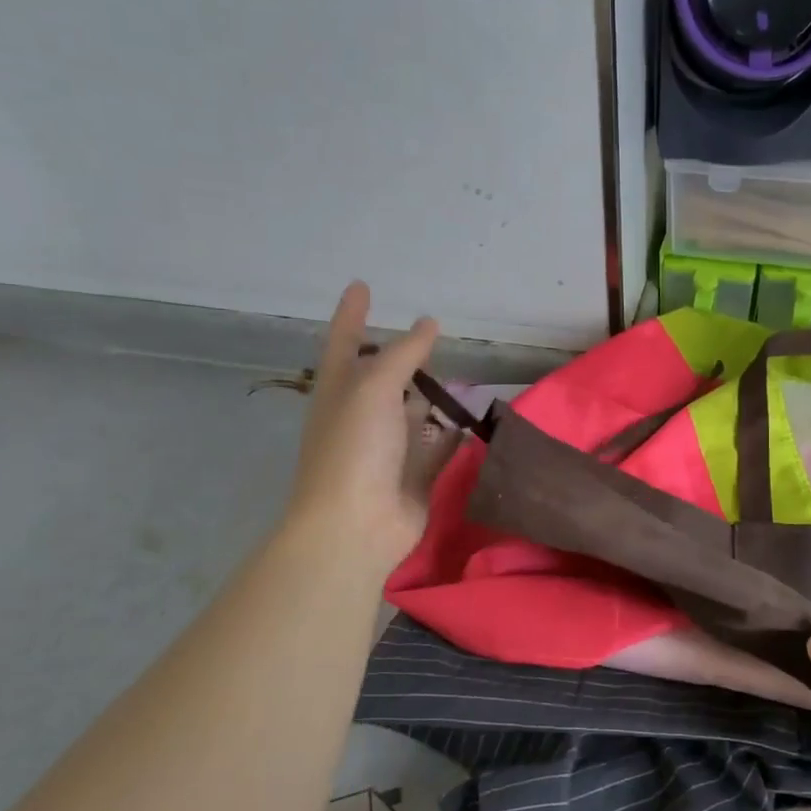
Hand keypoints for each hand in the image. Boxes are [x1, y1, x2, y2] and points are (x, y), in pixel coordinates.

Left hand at [282, 282, 439, 576]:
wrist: (356, 525)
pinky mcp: (414, 475)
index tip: (362, 286)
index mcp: (338, 391)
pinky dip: (452, 434)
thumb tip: (429, 323)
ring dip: (430, 396)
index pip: (344, 341)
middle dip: (399, 357)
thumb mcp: (374, 389)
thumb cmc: (354, 449)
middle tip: (428, 334)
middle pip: (380, 378)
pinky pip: (437, 447)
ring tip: (459, 373)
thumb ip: (403, 354)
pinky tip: (471, 420)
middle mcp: (360, 416)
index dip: (352, 313)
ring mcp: (387, 448)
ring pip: (411, 412)